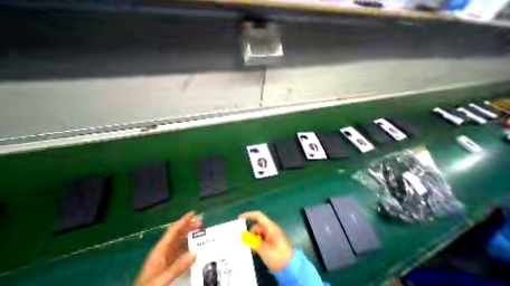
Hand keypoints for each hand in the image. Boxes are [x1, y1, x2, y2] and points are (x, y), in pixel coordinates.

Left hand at [134, 211, 201, 284]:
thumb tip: (195, 252)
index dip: (183, 220)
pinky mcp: (167, 265)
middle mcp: (163, 251)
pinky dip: (188, 247)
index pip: (173, 230)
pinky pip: (179, 251)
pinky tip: (194, 250)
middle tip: (200, 224)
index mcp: (160, 250)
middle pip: (177, 233)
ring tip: (200, 235)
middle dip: (189, 226)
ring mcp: (164, 258)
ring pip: (179, 241)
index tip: (193, 213)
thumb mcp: (161, 280)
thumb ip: (178, 266)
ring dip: (189, 236)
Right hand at [238, 211, 292, 270]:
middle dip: (250, 233)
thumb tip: (243, 236)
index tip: (240, 218)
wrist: (290, 267)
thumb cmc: (278, 256)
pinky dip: (256, 242)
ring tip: (250, 249)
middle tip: (243, 242)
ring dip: (253, 239)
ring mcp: (271, 235)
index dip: (249, 215)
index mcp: (270, 227)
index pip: (258, 216)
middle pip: (257, 226)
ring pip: (258, 233)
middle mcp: (270, 228)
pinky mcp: (271, 241)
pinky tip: (254, 250)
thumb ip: (253, 241)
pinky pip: (261, 238)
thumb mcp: (264, 249)